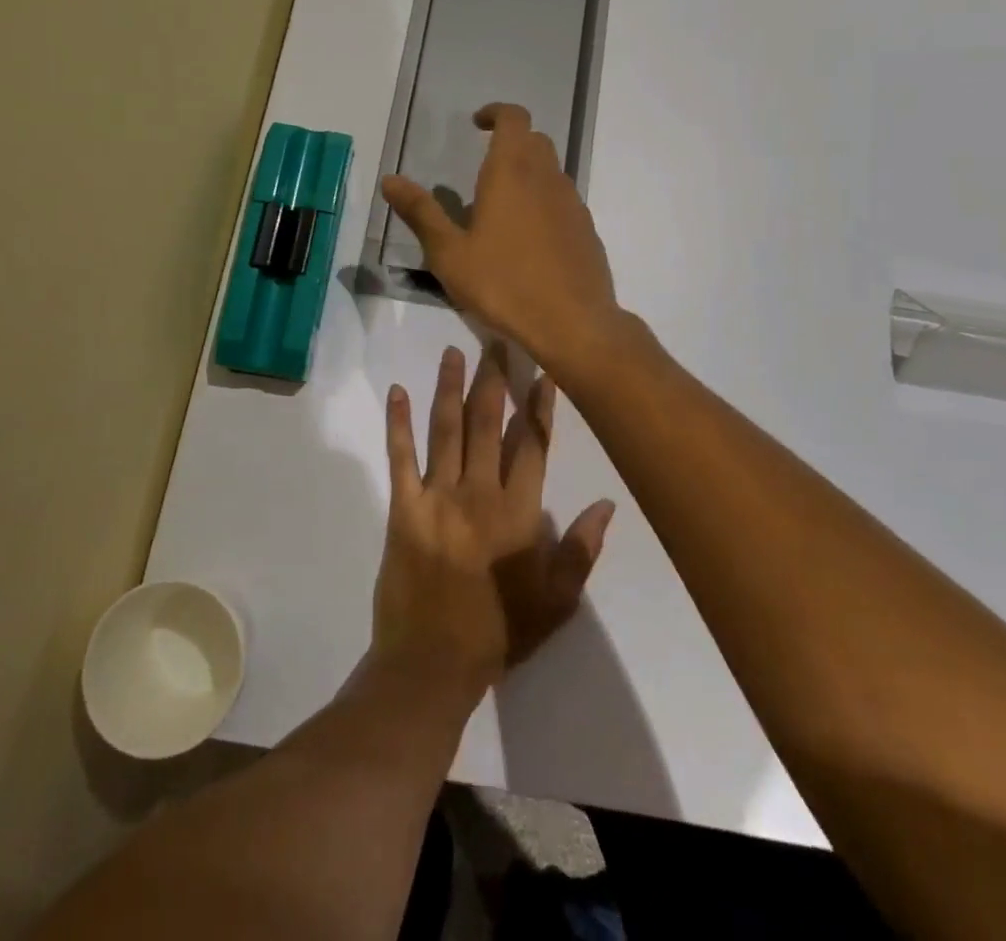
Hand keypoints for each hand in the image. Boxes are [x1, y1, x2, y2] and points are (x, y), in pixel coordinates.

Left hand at [371, 344, 614, 697]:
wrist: (431, 664)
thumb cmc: (499, 633)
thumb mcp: (556, 600)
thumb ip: (582, 550)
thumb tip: (607, 502)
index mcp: (519, 513)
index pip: (533, 445)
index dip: (539, 406)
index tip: (543, 372)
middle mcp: (479, 493)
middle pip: (489, 424)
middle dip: (494, 380)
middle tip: (497, 341)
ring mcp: (437, 497)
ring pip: (447, 429)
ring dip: (450, 387)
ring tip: (453, 351)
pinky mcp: (404, 508)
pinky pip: (400, 457)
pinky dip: (398, 423)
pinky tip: (397, 392)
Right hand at [382, 103, 620, 378]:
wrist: (573, 323)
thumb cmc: (503, 285)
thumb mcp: (449, 253)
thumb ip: (421, 213)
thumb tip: (390, 180)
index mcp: (511, 172)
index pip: (513, 118)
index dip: (496, 113)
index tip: (477, 124)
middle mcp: (547, 178)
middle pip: (534, 141)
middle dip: (510, 142)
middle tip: (484, 166)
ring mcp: (573, 204)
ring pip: (551, 171)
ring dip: (528, 173)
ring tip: (501, 207)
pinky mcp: (587, 230)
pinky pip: (563, 201)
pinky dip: (544, 202)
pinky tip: (528, 239)